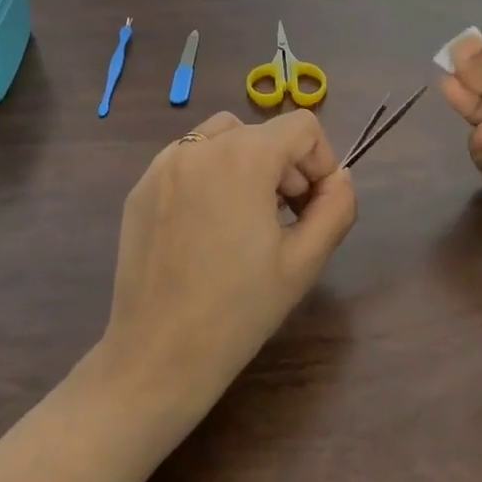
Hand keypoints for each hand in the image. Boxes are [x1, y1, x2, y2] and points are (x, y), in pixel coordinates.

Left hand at [96, 109, 357, 423]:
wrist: (158, 354)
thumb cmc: (238, 310)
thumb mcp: (304, 262)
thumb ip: (335, 207)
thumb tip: (340, 178)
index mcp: (243, 157)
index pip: (302, 126)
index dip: (320, 162)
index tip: (312, 208)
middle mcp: (199, 146)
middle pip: (261, 132)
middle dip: (284, 167)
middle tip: (283, 222)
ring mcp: (163, 164)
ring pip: (222, 139)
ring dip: (246, 165)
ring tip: (246, 221)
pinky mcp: (141, 186)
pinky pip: (188, 161)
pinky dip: (209, 177)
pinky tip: (206, 229)